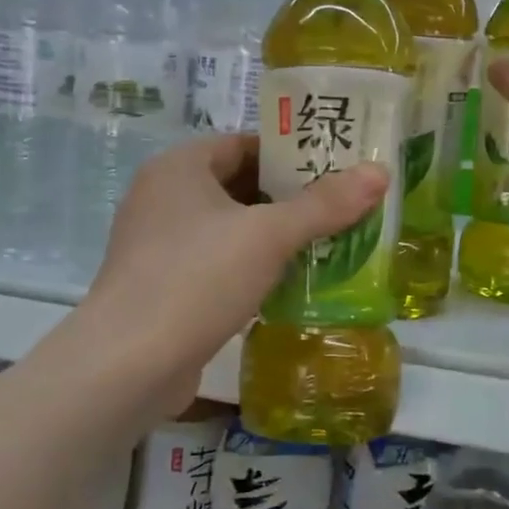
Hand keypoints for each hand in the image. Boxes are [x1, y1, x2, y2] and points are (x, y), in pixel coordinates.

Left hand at [82, 134, 387, 406]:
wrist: (128, 364)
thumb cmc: (197, 278)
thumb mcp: (269, 236)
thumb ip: (325, 204)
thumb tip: (380, 172)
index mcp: (179, 167)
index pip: (244, 144)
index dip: (291, 153)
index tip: (336, 166)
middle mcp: (162, 197)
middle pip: (238, 184)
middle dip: (288, 197)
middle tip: (341, 206)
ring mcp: (158, 244)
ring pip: (229, 227)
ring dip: (272, 235)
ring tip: (327, 243)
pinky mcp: (162, 285)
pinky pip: (216, 262)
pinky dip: (250, 266)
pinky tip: (288, 283)